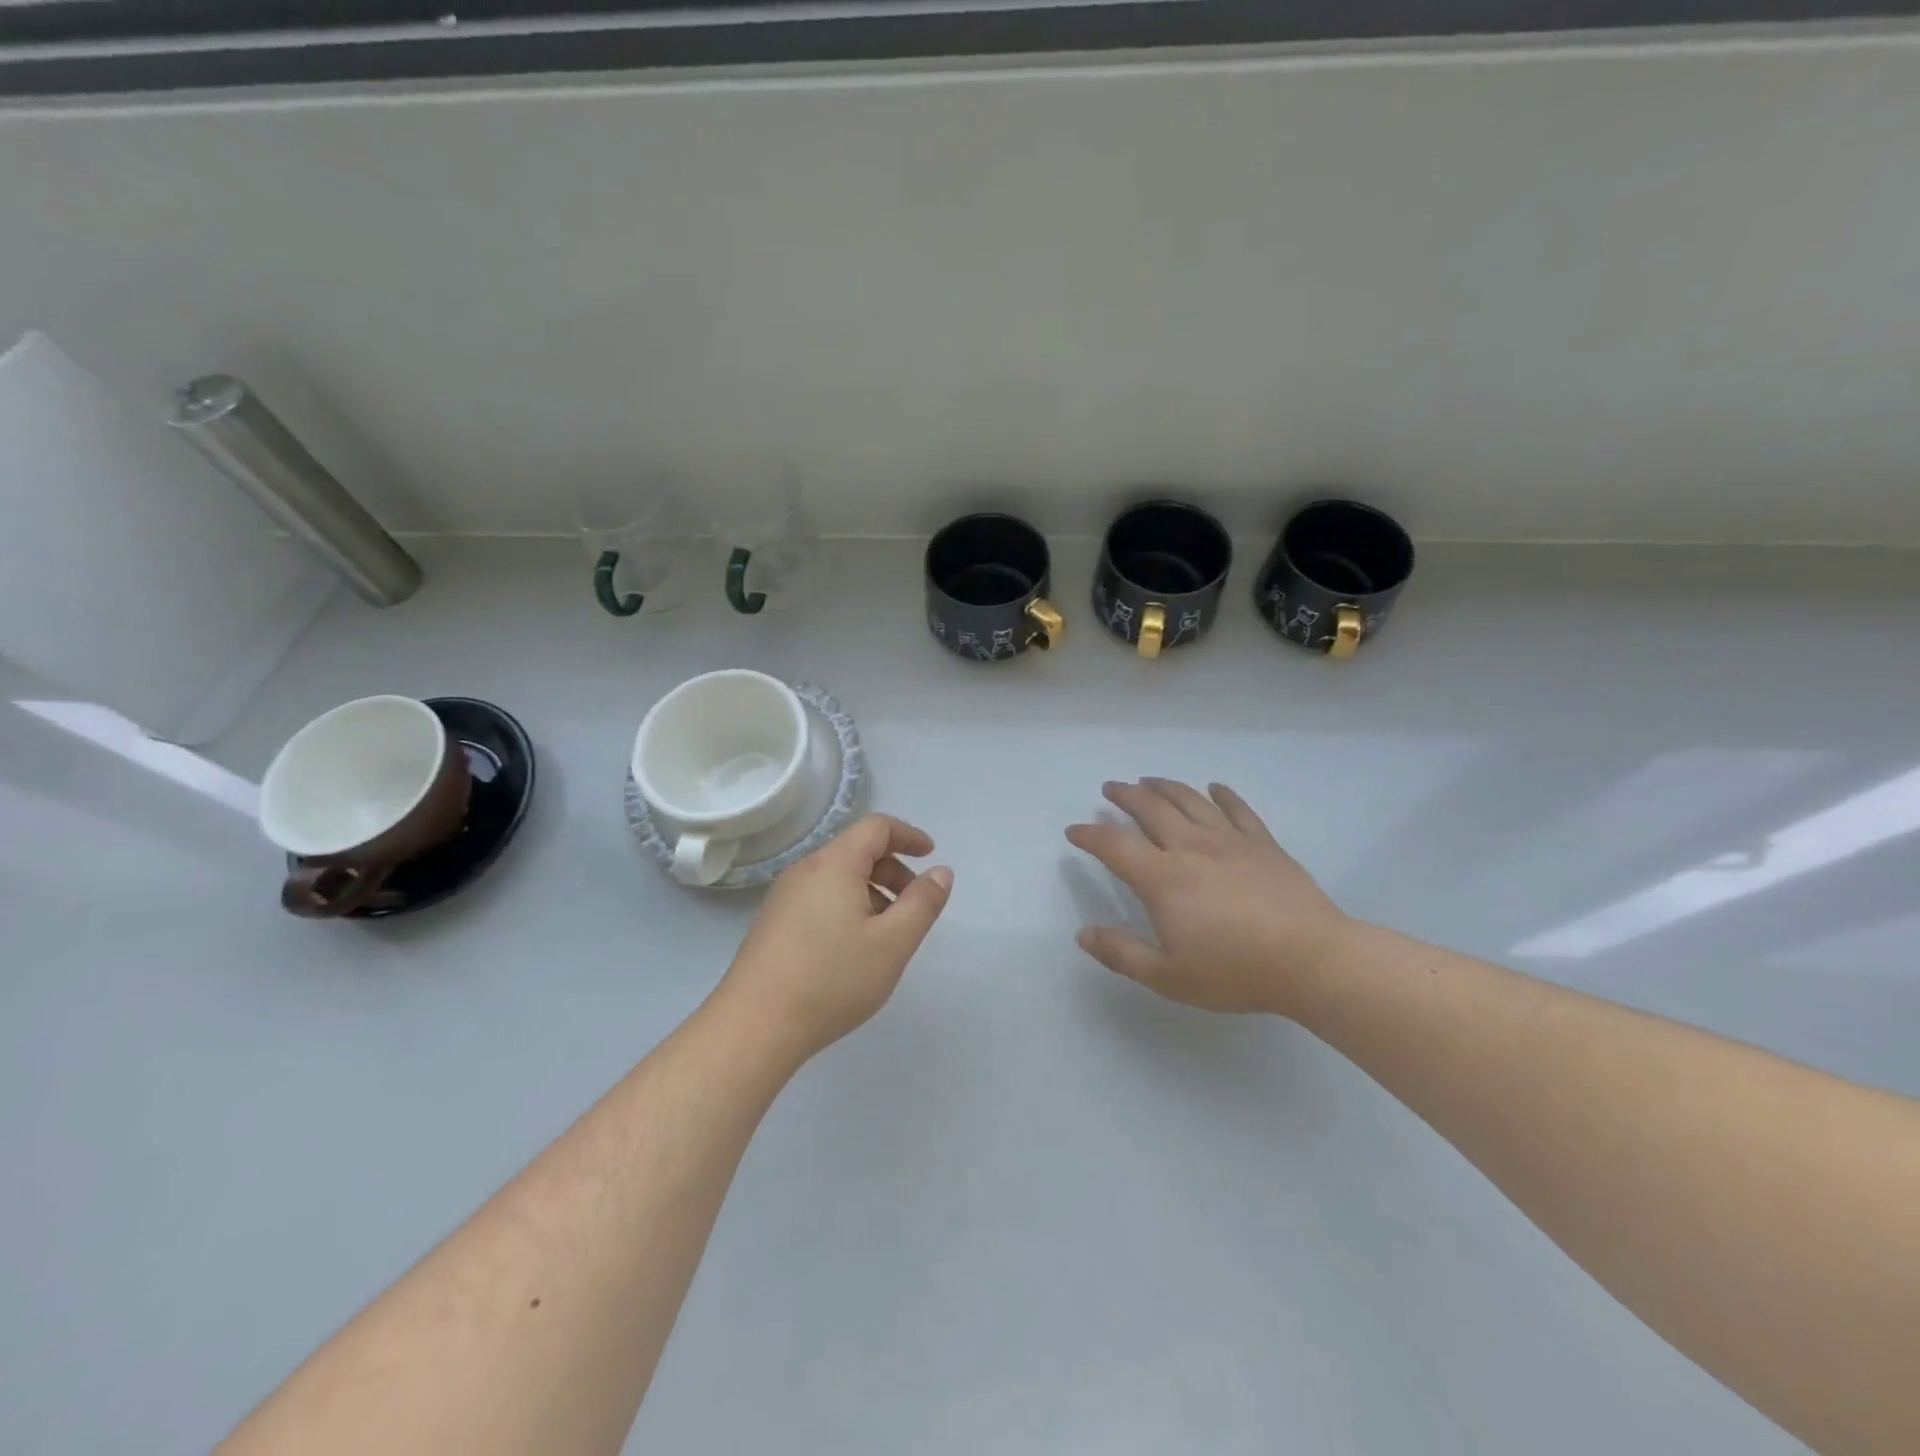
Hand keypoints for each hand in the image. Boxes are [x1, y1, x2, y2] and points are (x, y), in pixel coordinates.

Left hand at [718, 814, 953, 1061]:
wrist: (754, 1027)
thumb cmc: (831, 980)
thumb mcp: (892, 943)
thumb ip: (923, 903)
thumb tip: (941, 872)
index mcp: (833, 865)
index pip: (876, 827)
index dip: (908, 835)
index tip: (930, 856)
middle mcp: (805, 871)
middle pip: (856, 851)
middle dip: (893, 870)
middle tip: (914, 907)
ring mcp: (784, 898)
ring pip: (838, 878)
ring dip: (871, 892)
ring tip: (887, 935)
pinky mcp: (774, 924)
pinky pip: (820, 899)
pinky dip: (848, 907)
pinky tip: (853, 950)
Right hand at [1065, 778, 1351, 1017]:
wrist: (1311, 960)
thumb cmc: (1235, 971)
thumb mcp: (1168, 976)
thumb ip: (1122, 953)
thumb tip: (1083, 934)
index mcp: (1163, 878)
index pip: (1114, 845)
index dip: (1090, 835)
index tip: (1074, 830)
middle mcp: (1190, 848)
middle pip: (1150, 810)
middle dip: (1125, 796)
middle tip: (1110, 788)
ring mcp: (1230, 841)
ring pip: (1190, 801)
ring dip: (1164, 787)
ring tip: (1148, 780)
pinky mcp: (1263, 844)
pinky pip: (1238, 810)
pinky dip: (1223, 794)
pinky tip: (1215, 787)